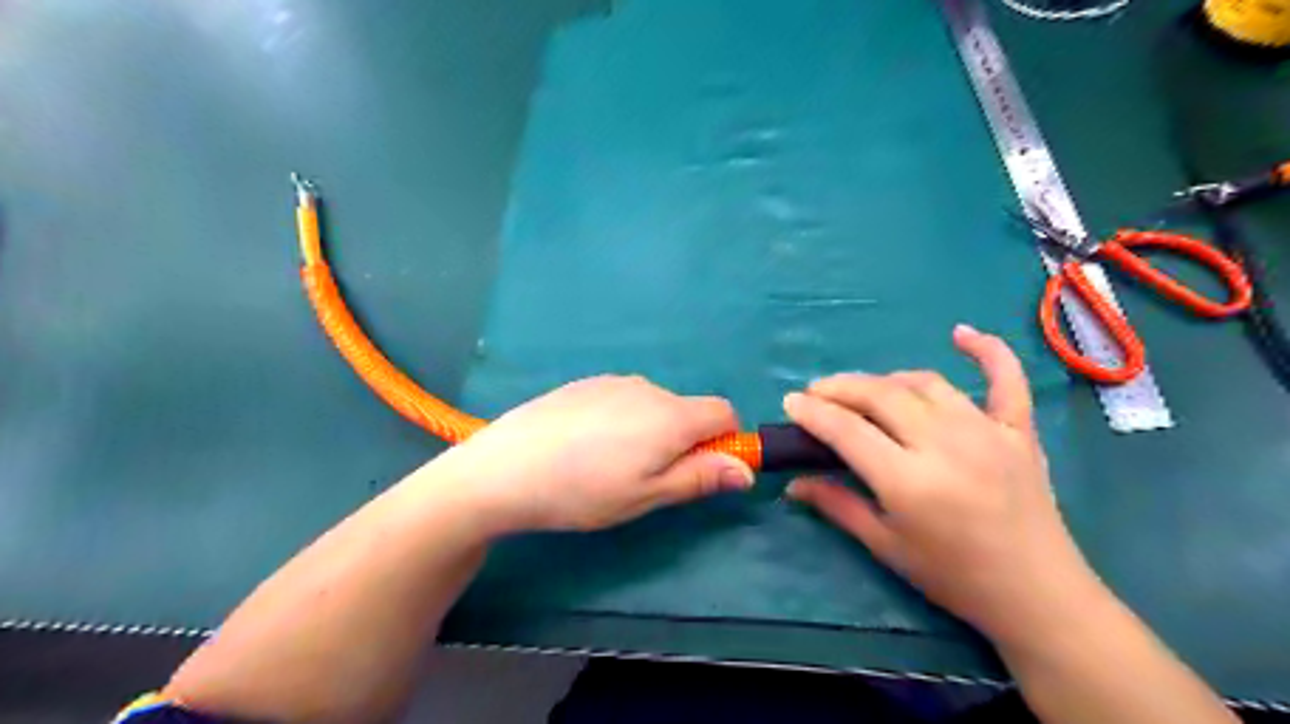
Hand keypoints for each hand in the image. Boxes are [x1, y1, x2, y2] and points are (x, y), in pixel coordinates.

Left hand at [427, 376, 758, 533]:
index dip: (724, 440)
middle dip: (683, 440)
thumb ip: (700, 478)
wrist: (505, 467)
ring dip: (650, 430)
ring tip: (609, 465)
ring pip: (653, 405)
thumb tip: (746, 470)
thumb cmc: (584, 490)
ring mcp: (613, 382)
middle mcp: (648, 388)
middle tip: (645, 479)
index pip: (724, 411)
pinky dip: (621, 420)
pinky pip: (622, 399)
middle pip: (686, 410)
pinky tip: (584, 446)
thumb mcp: (647, 495)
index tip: (700, 469)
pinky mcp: (584, 384)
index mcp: (671, 415)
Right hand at [785, 324, 1097, 640]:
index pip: (847, 430)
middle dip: (839, 388)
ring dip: (886, 380)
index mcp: (909, 481)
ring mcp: (986, 430)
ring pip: (924, 383)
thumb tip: (792, 483)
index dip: (813, 412)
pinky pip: (1005, 377)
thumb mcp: (885, 546)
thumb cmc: (953, 576)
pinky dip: (986, 350)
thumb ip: (837, 506)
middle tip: (817, 393)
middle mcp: (945, 444)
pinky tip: (961, 334)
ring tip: (864, 391)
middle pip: (880, 395)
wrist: (1037, 594)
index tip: (791, 402)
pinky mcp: (1018, 429)